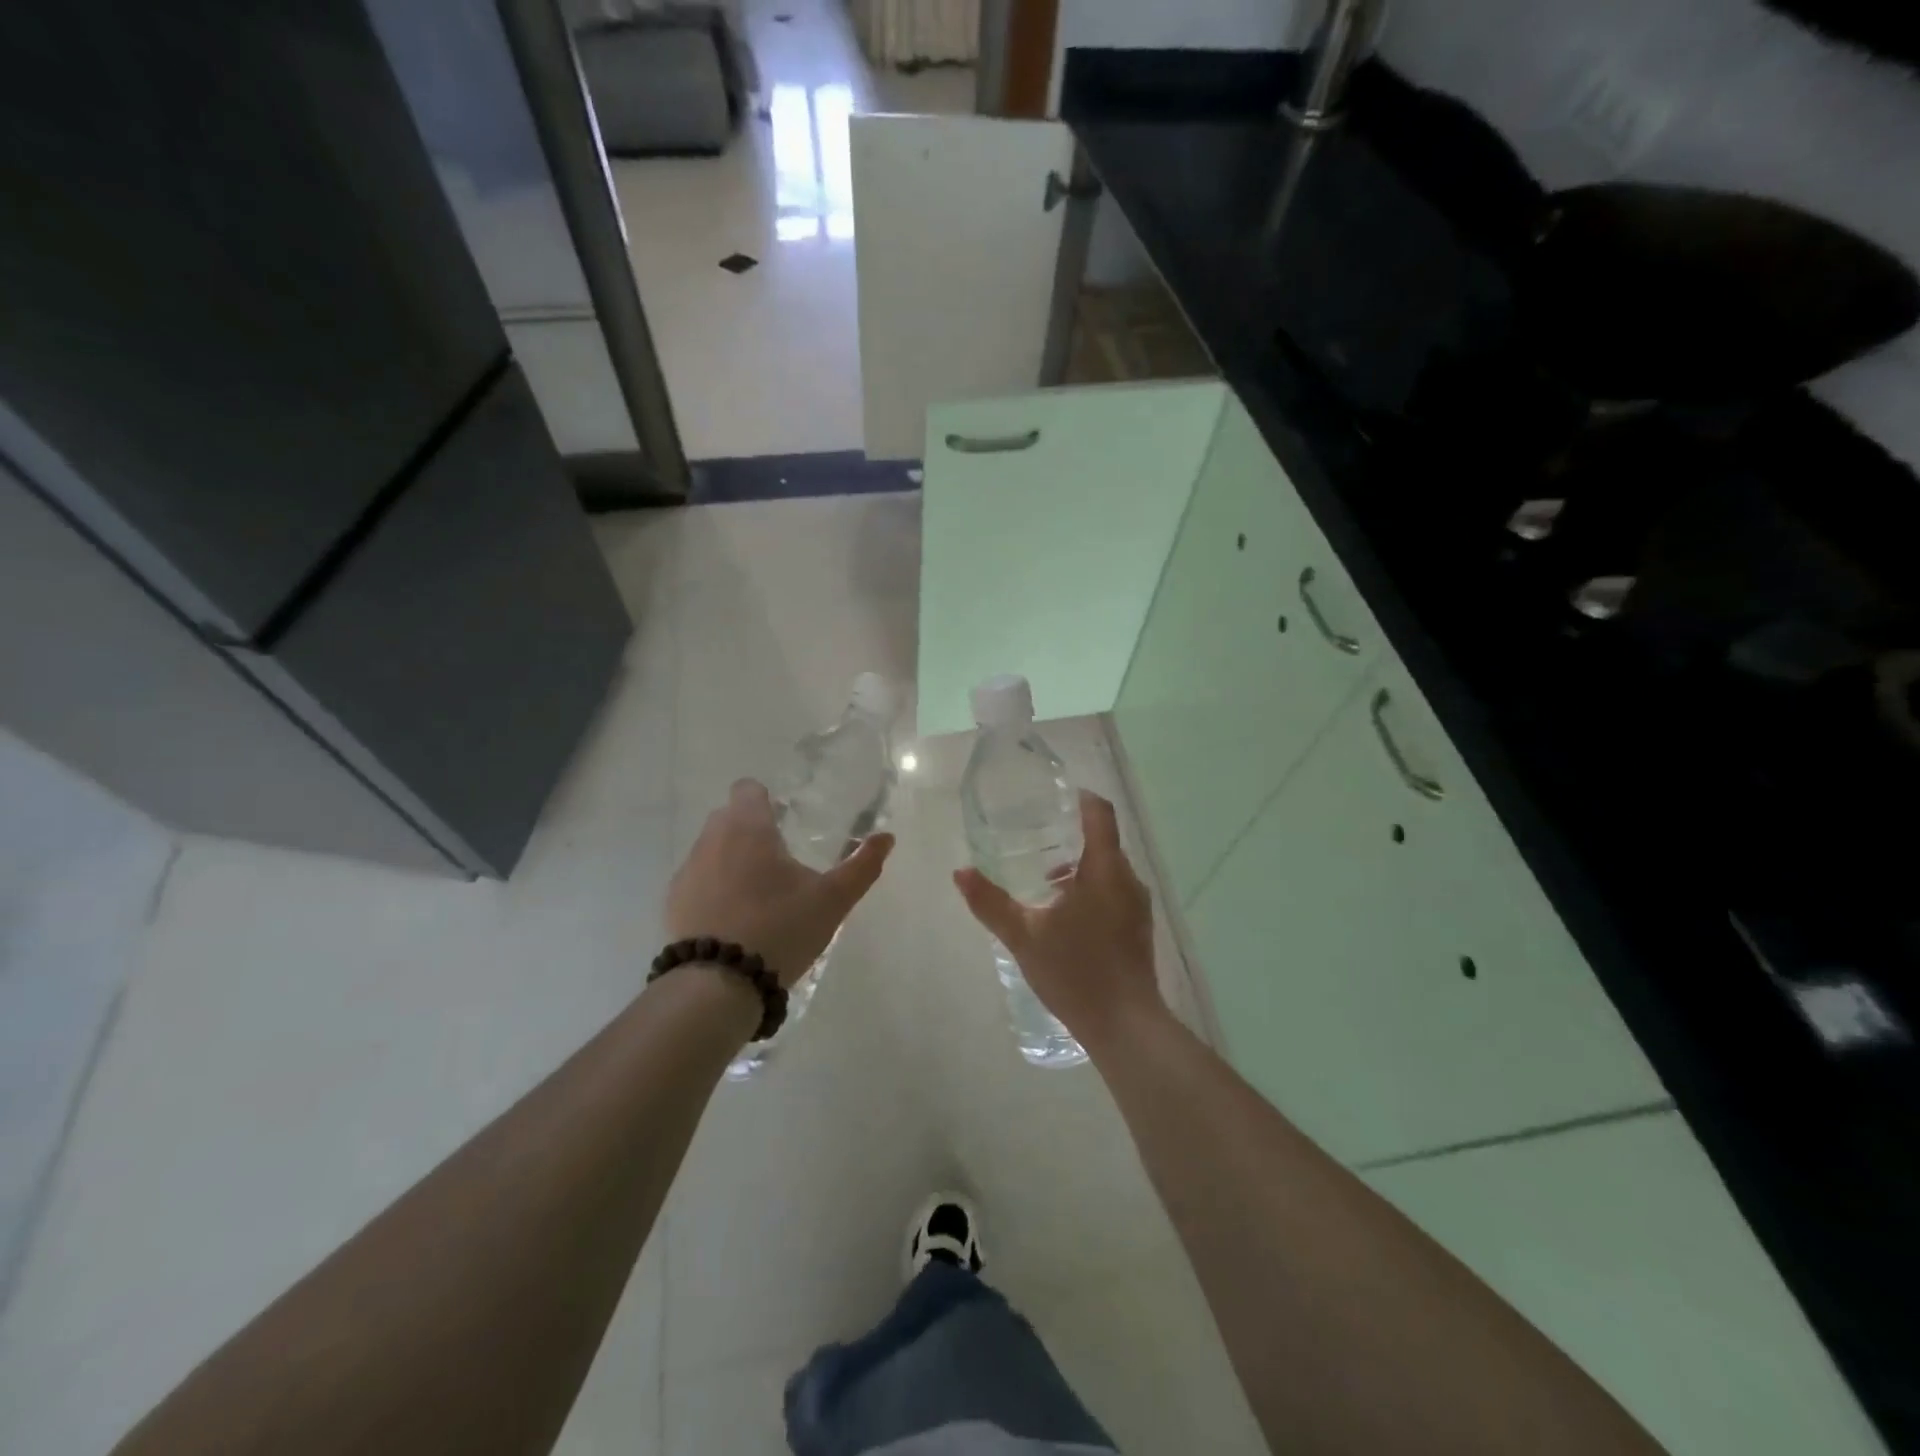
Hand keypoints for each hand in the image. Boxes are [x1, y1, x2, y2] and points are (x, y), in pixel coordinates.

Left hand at [667, 779, 894, 988]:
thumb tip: (886, 837)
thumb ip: (861, 866)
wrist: (717, 984)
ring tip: (758, 894)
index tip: (785, 820)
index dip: (766, 799)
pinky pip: (697, 880)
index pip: (748, 789)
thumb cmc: (780, 928)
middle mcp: (712, 839)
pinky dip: (713, 888)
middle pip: (729, 816)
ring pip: (711, 848)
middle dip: (751, 829)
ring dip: (731, 858)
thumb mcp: (832, 900)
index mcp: (749, 828)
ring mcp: (688, 871)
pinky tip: (733, 919)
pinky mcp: (673, 902)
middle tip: (780, 860)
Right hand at [952, 790, 1163, 1049]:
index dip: (1080, 798)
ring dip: (1079, 866)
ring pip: (1108, 869)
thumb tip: (960, 872)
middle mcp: (1128, 880)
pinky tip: (1063, 914)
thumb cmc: (1076, 972)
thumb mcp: (1023, 936)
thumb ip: (990, 902)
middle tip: (1035, 837)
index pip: (1100, 814)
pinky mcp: (1138, 928)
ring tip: (1043, 879)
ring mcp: (1137, 906)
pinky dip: (1090, 888)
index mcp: (1105, 870)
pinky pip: (1114, 891)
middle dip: (1071, 835)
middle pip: (1103, 841)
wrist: (1125, 1026)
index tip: (1054, 797)